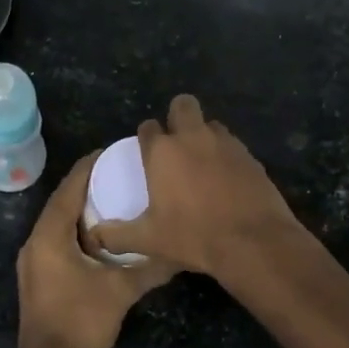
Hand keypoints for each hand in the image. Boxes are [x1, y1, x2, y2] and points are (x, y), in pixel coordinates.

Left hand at [16, 153, 179, 347]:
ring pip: (58, 222)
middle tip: (119, 172)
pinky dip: (77, 230)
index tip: (113, 152)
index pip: (69, 188)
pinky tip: (102, 236)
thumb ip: (150, 267)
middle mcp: (35, 241)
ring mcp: (33, 261)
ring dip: (82, 209)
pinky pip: (57, 240)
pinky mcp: (38, 276)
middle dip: (87, 185)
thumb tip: (181, 252)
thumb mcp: (121, 290)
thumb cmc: (81, 322)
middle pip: (62, 201)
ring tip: (114, 198)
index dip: (89, 167)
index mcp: (49, 236)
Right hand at [90, 95, 303, 279]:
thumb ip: (117, 235)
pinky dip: (226, 156)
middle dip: (177, 116)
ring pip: (211, 124)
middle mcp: (193, 138)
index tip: (147, 153)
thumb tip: (95, 235)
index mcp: (163, 152)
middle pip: (183, 105)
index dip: (146, 137)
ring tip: (202, 163)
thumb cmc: (194, 236)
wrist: (253, 242)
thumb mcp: (149, 240)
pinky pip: (233, 146)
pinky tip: (226, 180)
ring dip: (204, 135)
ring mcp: (226, 143)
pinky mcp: (250, 156)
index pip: (148, 128)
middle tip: (176, 144)